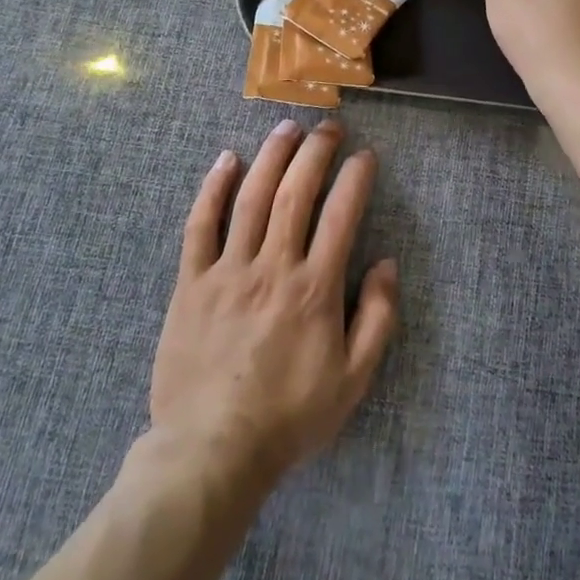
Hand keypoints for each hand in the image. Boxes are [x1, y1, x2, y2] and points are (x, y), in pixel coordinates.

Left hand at [149, 119, 399, 491]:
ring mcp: (228, 271)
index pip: (341, 215)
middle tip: (329, 127)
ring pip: (251, 198)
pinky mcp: (191, 283)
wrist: (211, 453)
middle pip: (295, 193)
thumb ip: (378, 318)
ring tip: (288, 127)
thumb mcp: (353, 380)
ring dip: (272, 156)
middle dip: (316, 152)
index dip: (356, 178)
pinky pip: (200, 226)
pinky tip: (226, 160)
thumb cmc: (289, 417)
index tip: (365, 155)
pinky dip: (212, 189)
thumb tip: (387, 263)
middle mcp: (273, 268)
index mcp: (315, 289)